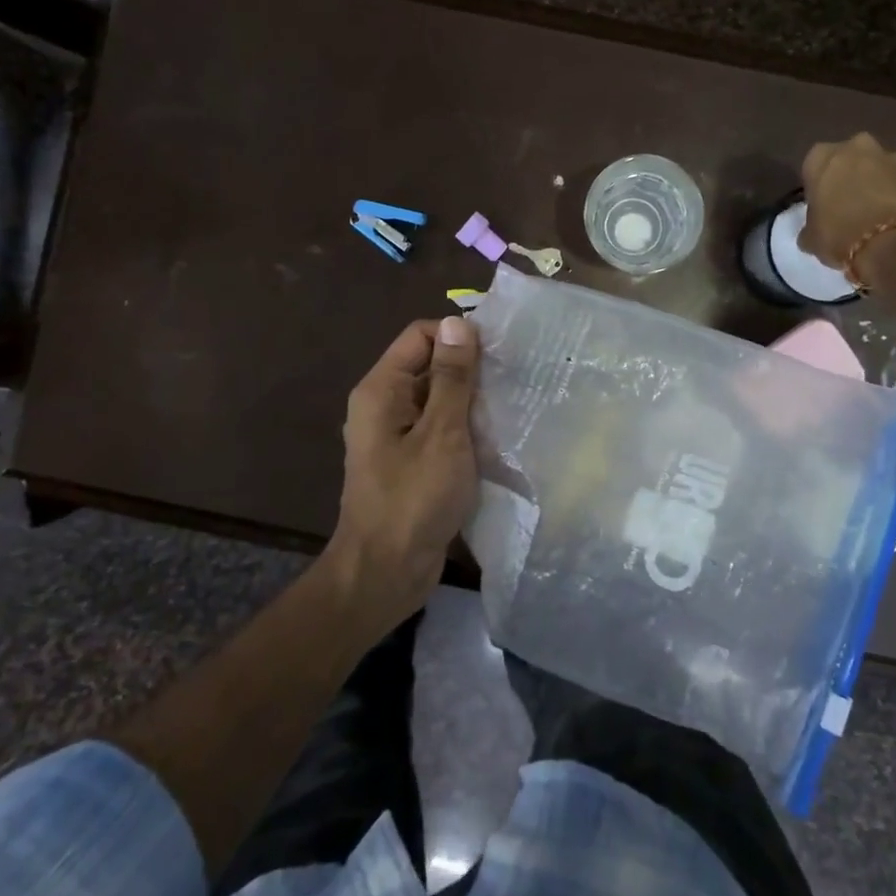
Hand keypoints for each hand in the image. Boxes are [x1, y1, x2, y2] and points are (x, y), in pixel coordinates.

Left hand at [325, 316, 480, 635]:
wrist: (386, 573)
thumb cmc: (413, 499)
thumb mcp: (442, 433)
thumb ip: (452, 378)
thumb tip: (458, 322)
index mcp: (382, 390)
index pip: (420, 336)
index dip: (458, 337)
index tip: (499, 353)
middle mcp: (384, 405)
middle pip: (429, 366)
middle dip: (469, 370)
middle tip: (514, 380)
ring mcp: (396, 436)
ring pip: (438, 400)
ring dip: (471, 402)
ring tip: (511, 406)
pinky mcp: (411, 462)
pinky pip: (439, 430)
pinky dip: (465, 429)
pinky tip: (496, 438)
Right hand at [800, 132, 895, 283]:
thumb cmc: (841, 236)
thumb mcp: (812, 239)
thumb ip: (811, 228)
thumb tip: (813, 232)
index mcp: (823, 158)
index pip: (814, 165)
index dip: (819, 186)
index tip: (823, 206)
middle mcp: (858, 147)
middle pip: (852, 158)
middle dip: (853, 176)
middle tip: (852, 206)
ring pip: (884, 168)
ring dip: (882, 184)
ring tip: (882, 216)